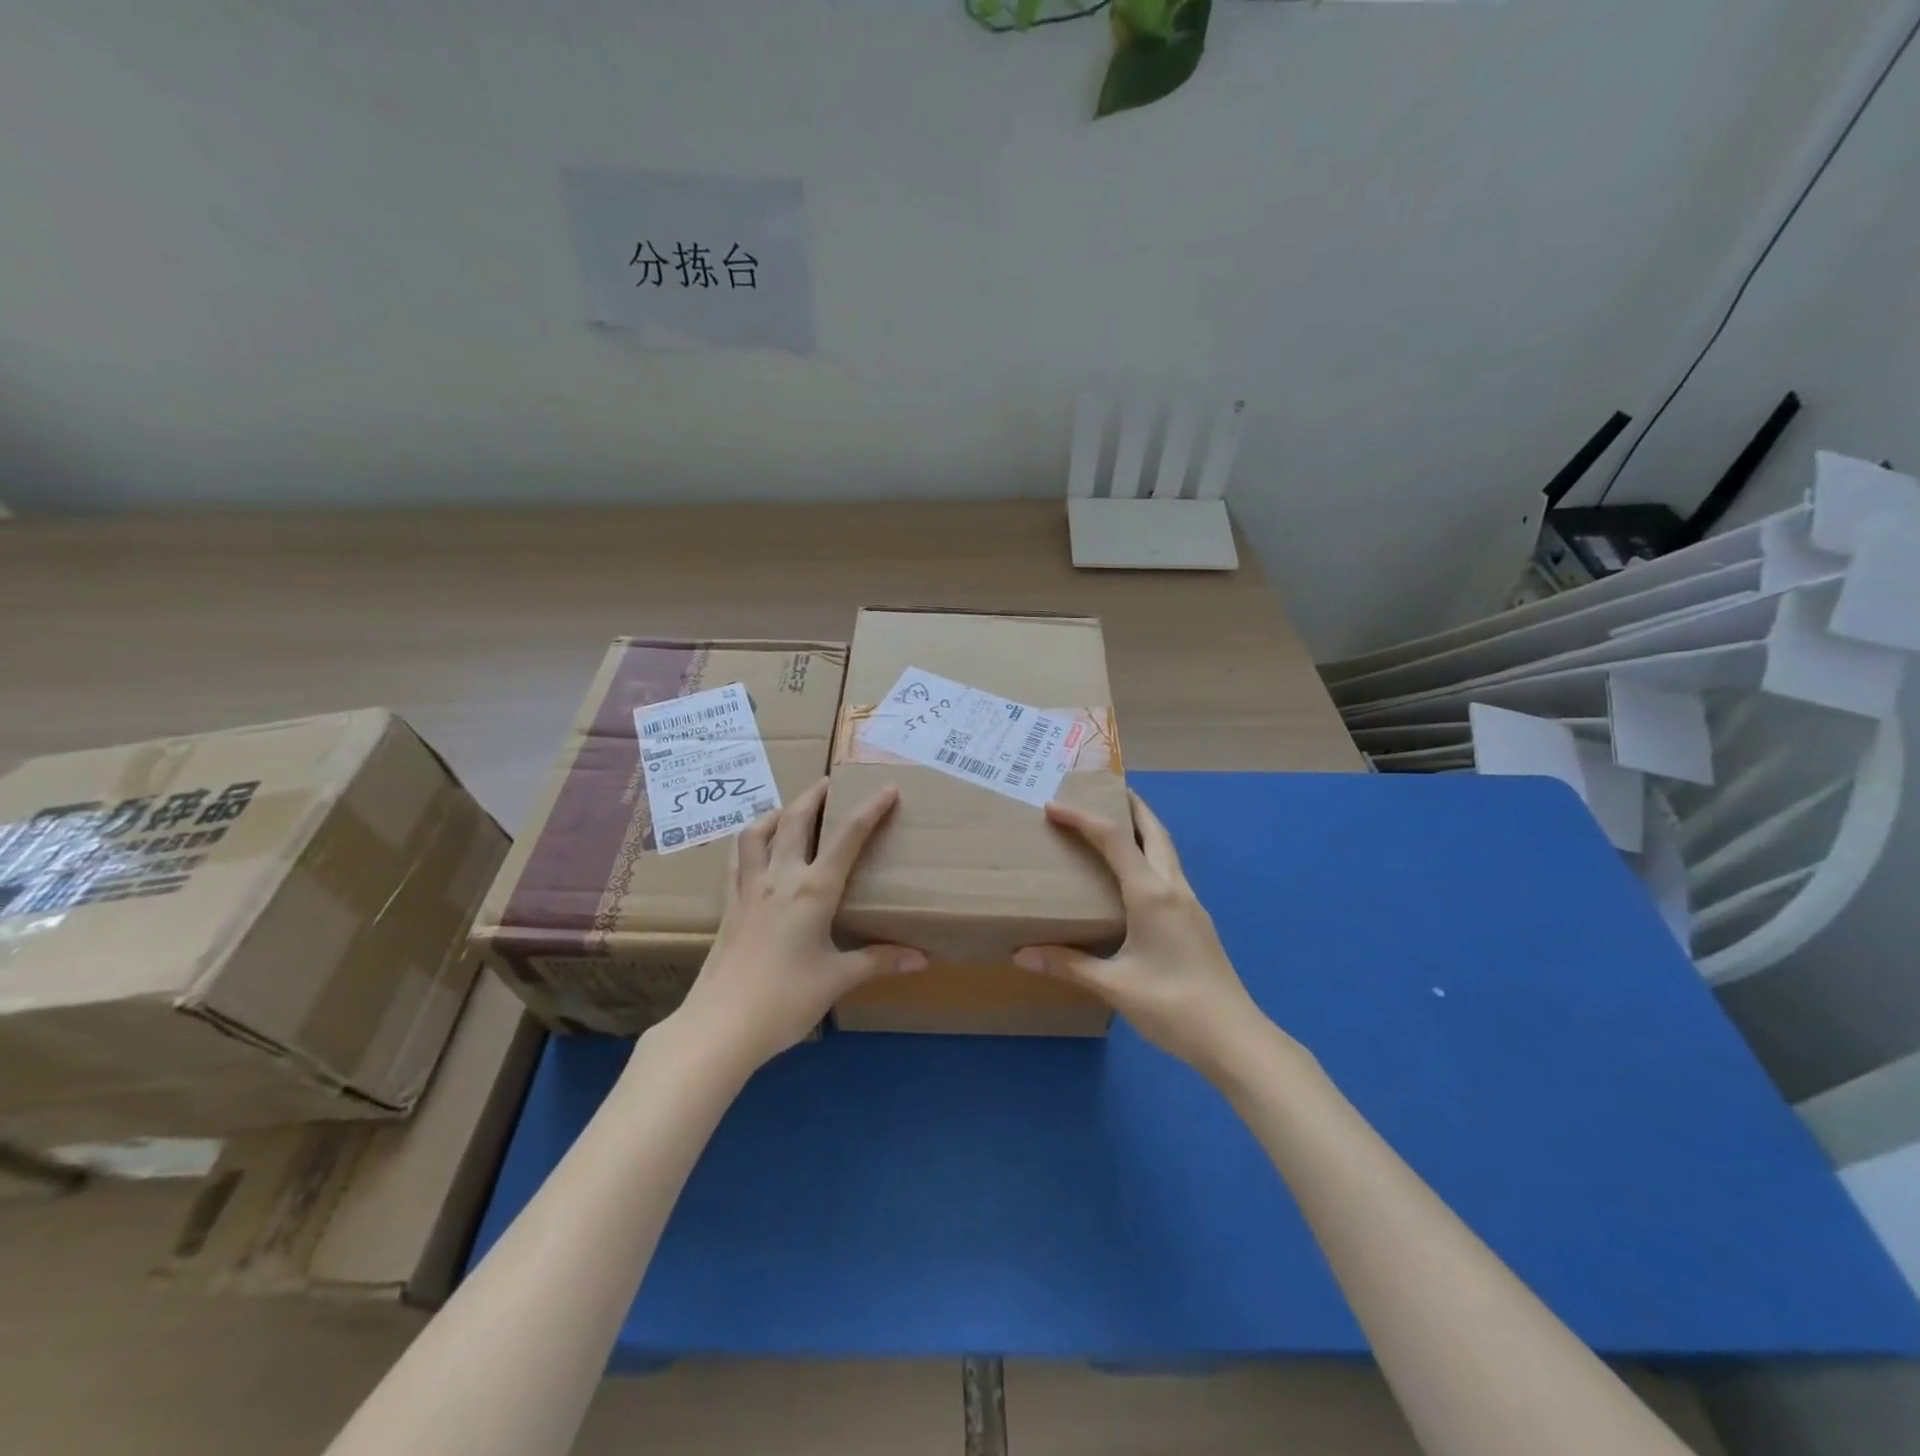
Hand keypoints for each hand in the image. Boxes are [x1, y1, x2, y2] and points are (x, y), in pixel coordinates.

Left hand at [670, 778, 925, 1071]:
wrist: (720, 1025)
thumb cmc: (785, 1001)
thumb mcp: (838, 980)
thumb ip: (879, 961)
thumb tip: (922, 958)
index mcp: (813, 890)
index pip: (848, 838)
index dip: (870, 809)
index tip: (887, 788)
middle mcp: (780, 877)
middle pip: (797, 820)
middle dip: (816, 795)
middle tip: (831, 782)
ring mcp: (748, 888)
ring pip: (758, 832)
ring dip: (778, 812)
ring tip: (792, 810)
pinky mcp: (729, 904)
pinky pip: (738, 858)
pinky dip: (751, 841)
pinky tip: (757, 847)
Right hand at [1014, 790, 1271, 1079]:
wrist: (1235, 1039)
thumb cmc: (1173, 1006)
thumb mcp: (1114, 986)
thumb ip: (1068, 965)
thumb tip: (1021, 954)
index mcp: (1152, 895)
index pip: (1115, 840)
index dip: (1083, 819)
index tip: (1053, 807)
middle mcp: (1174, 889)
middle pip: (1154, 832)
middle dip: (1131, 806)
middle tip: (1104, 791)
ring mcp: (1191, 905)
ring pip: (1167, 851)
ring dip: (1144, 829)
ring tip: (1117, 824)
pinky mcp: (1196, 922)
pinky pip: (1170, 872)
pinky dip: (1150, 856)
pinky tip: (1136, 877)